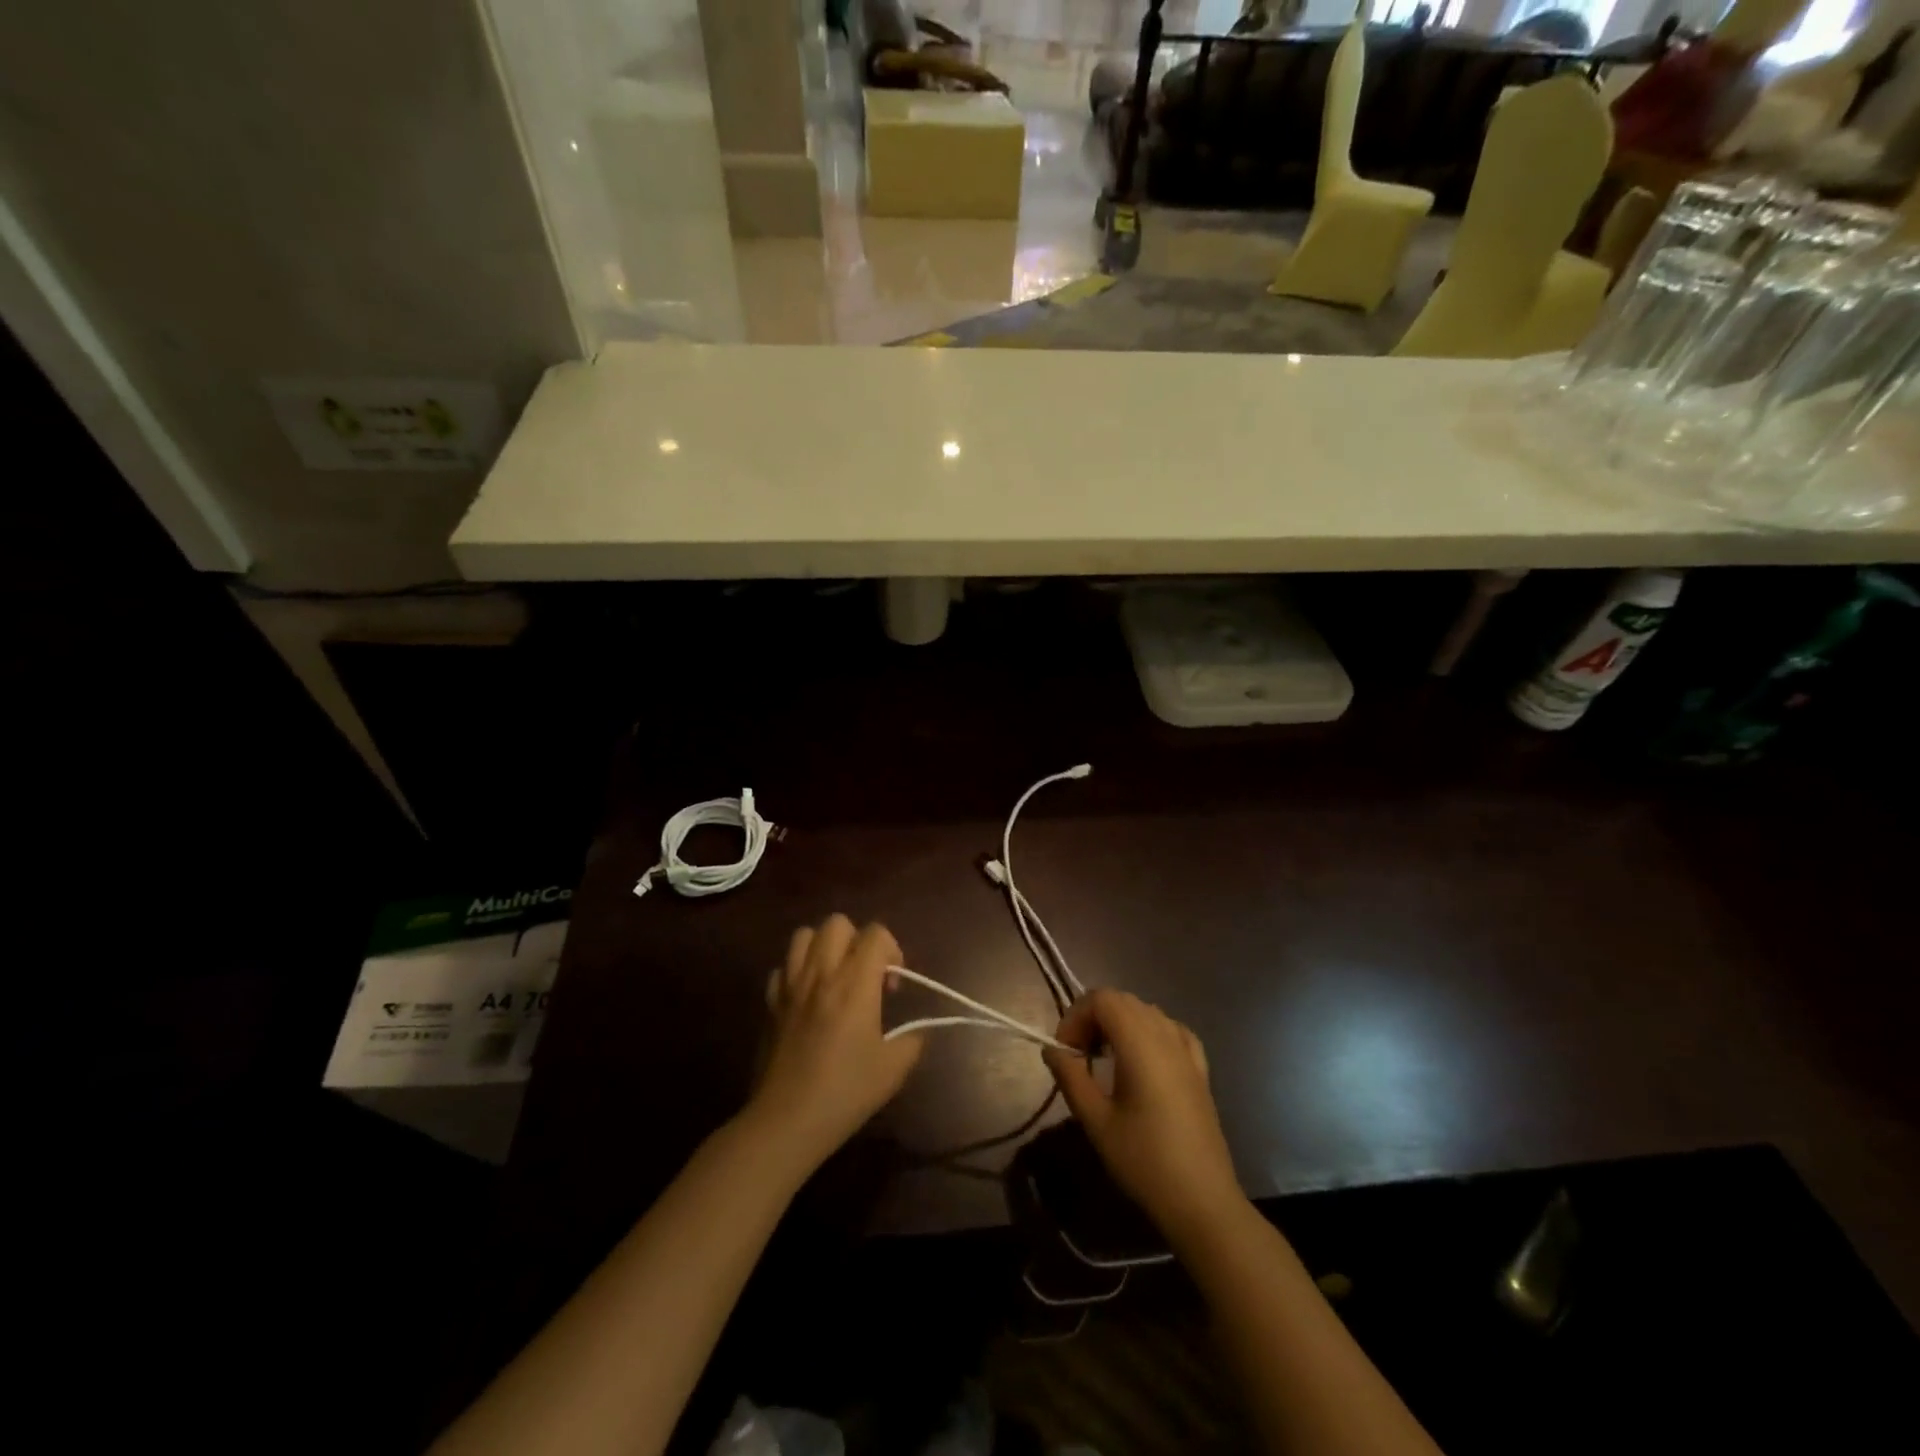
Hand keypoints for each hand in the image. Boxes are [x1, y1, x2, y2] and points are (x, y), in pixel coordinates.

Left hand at [744, 915, 923, 1174]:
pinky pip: (782, 968)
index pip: (875, 933)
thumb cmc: (846, 1092)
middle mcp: (821, 973)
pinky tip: (807, 999)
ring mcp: (790, 985)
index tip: (891, 986)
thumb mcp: (894, 1069)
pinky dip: (797, 973)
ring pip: (804, 935)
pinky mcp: (770, 1003)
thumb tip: (918, 1030)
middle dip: (857, 940)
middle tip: (864, 976)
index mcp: (854, 984)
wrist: (787, 1120)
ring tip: (834, 977)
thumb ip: (913, 1039)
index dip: (892, 950)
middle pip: (837, 923)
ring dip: (824, 947)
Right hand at [1043, 989, 1243, 1240]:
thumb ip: (1071, 1077)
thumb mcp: (1096, 1122)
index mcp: (1140, 1043)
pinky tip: (1142, 1060)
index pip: (1102, 998)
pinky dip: (1149, 1032)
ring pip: (1146, 1011)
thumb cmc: (1144, 1162)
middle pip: (1123, 1000)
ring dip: (1119, 1023)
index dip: (1076, 1015)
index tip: (1065, 1052)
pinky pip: (1171, 1030)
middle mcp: (1166, 1035)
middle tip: (1078, 1055)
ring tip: (1104, 1059)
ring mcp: (1187, 1051)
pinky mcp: (1200, 1069)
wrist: (1203, 1202)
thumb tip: (1052, 1050)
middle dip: (1093, 1018)